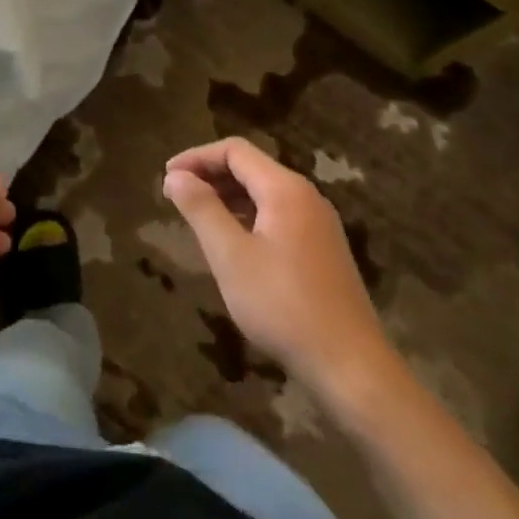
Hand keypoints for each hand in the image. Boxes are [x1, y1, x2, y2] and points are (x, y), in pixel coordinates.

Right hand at [164, 137, 401, 411]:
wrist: (351, 367)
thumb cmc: (283, 306)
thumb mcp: (231, 256)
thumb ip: (201, 209)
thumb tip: (175, 175)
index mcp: (285, 189)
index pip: (235, 151)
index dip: (197, 157)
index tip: (167, 177)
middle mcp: (306, 197)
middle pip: (251, 168)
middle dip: (210, 175)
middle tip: (176, 197)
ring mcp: (319, 224)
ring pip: (264, 193)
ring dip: (228, 197)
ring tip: (197, 218)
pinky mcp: (323, 251)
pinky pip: (277, 216)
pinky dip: (248, 217)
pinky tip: (233, 244)